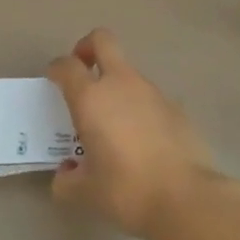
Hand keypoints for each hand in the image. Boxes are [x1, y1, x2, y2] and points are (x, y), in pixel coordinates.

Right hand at [46, 29, 223, 237]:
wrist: (186, 198)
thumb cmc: (126, 190)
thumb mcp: (85, 192)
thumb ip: (66, 181)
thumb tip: (65, 175)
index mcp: (91, 98)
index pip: (67, 65)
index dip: (56, 68)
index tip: (53, 80)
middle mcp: (120, 84)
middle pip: (103, 40)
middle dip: (88, 47)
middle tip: (83, 70)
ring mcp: (152, 92)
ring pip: (128, 71)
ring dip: (116, 84)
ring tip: (113, 121)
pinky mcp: (176, 107)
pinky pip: (150, 97)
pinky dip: (140, 108)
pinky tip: (142, 139)